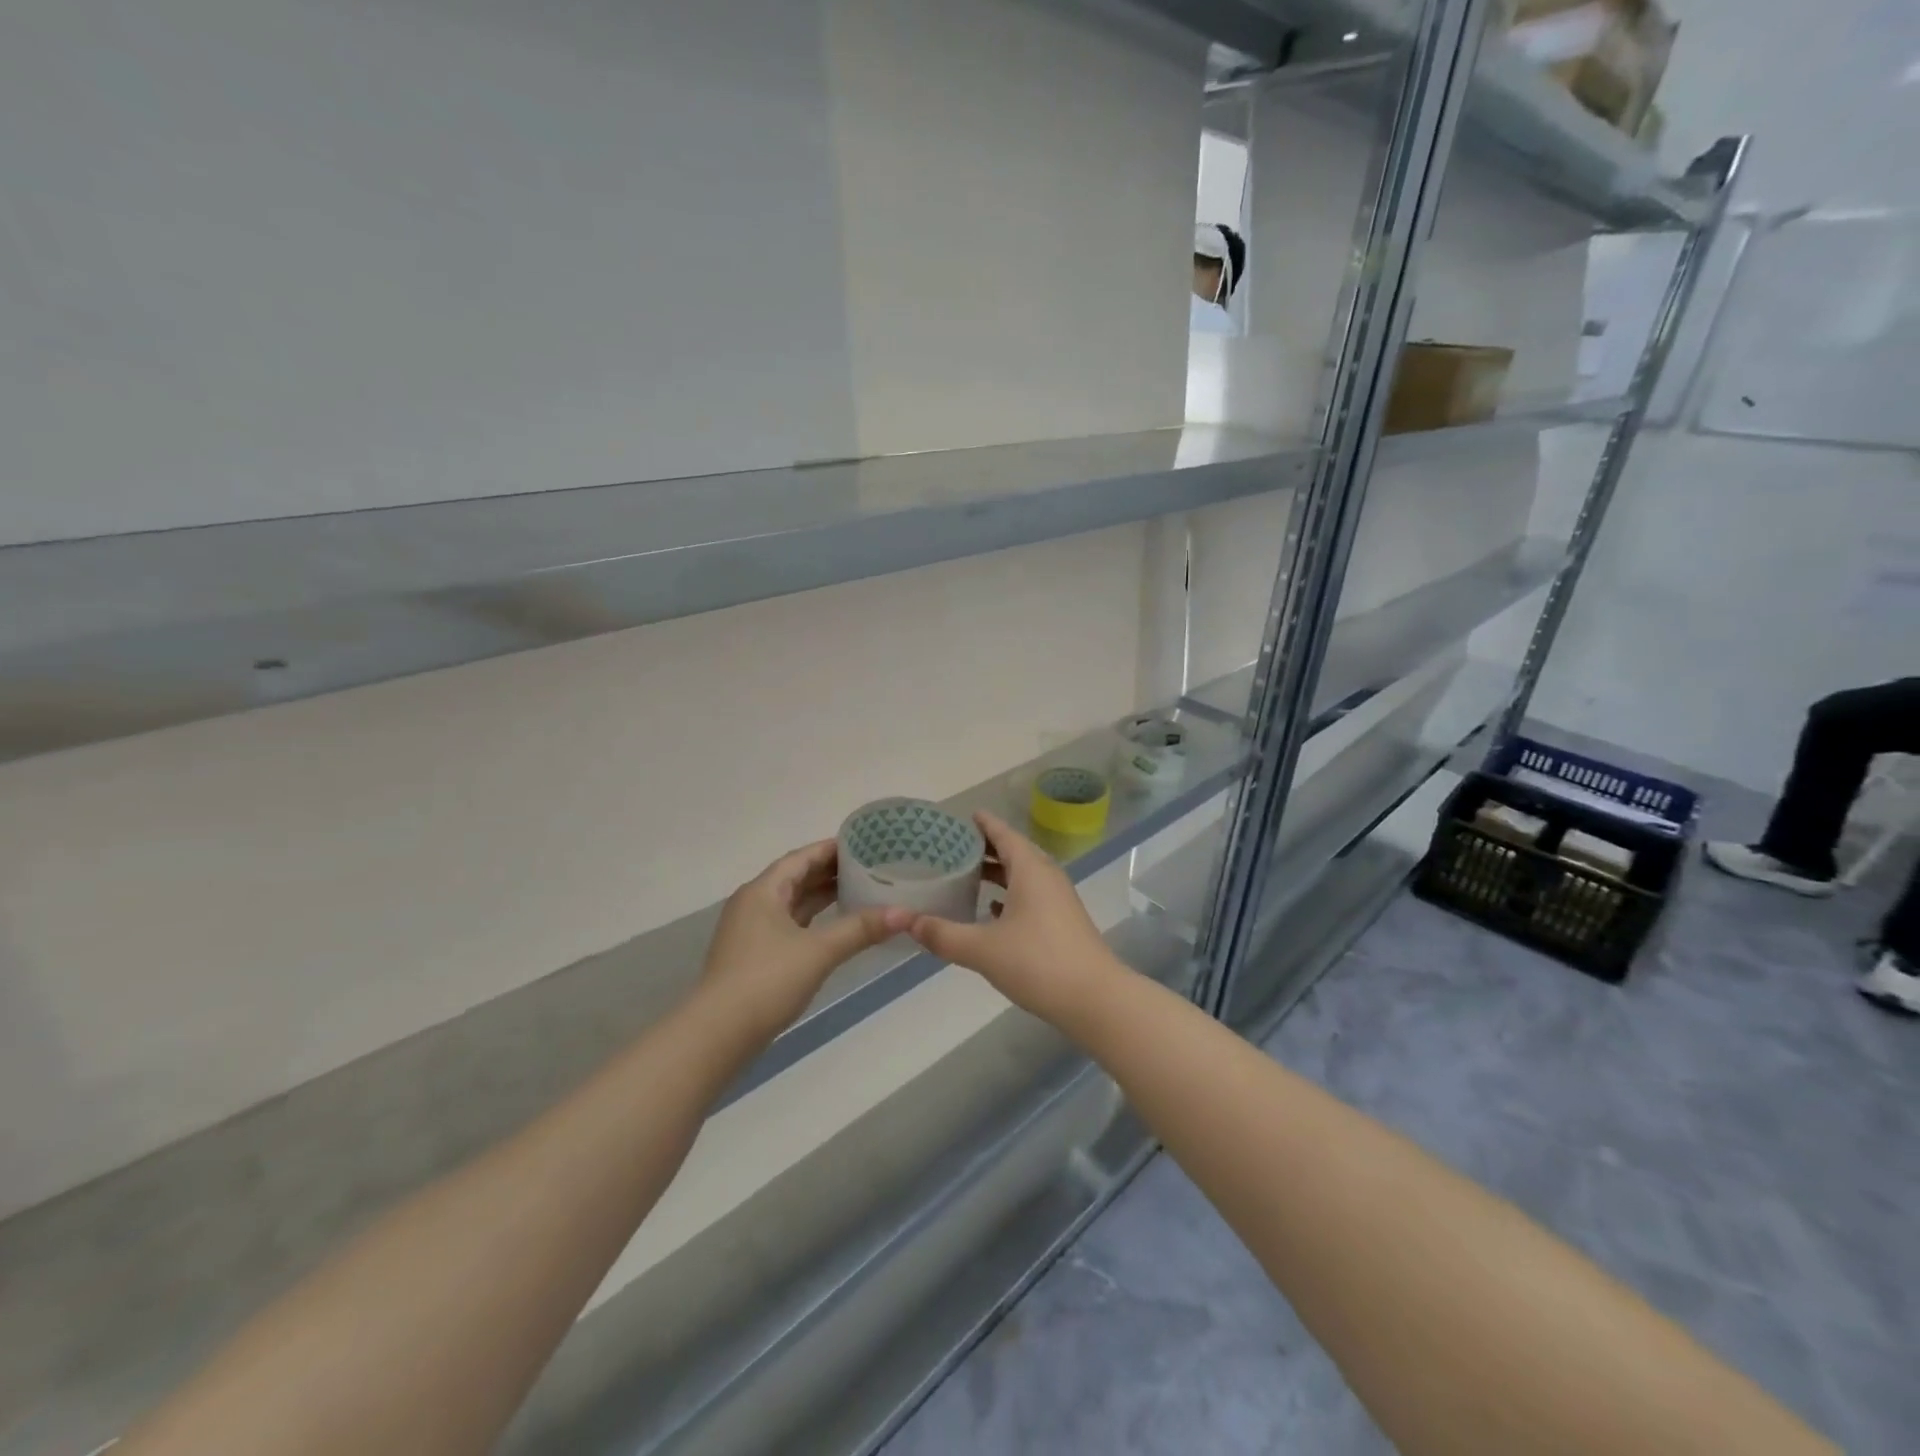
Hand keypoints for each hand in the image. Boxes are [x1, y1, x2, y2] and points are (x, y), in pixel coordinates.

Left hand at [698, 840, 894, 1042]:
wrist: (718, 1034)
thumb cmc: (766, 980)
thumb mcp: (819, 951)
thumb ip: (861, 929)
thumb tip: (905, 913)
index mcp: (763, 891)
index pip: (801, 857)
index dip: (831, 848)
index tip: (864, 843)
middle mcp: (754, 904)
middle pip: (796, 877)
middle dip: (830, 871)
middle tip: (870, 865)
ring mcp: (752, 931)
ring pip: (793, 903)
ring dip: (822, 896)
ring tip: (861, 890)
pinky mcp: (755, 956)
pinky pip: (790, 925)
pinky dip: (814, 920)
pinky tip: (837, 926)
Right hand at [903, 811, 1126, 1025]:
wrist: (1095, 999)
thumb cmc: (1038, 963)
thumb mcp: (982, 948)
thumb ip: (942, 933)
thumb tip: (904, 920)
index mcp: (1030, 869)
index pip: (1003, 833)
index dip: (982, 823)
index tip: (960, 817)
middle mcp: (1046, 877)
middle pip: (1013, 851)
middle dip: (984, 847)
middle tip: (950, 847)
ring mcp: (1057, 900)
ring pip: (1022, 875)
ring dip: (996, 873)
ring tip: (964, 875)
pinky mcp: (1061, 922)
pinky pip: (1030, 896)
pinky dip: (1008, 895)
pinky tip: (990, 910)